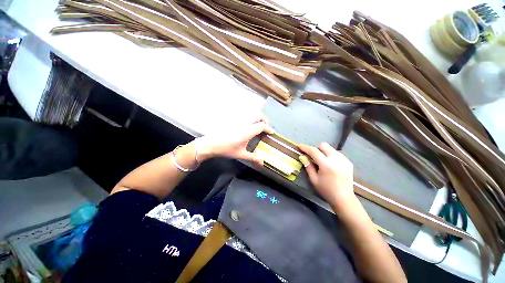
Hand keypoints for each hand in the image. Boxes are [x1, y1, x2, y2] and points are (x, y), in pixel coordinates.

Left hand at [197, 113, 273, 165]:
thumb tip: (262, 162)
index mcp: (247, 132)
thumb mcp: (241, 154)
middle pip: (258, 115)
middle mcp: (244, 124)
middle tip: (265, 127)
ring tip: (258, 125)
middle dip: (264, 119)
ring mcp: (238, 120)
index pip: (261, 126)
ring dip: (257, 117)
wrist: (211, 144)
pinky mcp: (233, 120)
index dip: (268, 128)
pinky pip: (244, 115)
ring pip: (251, 113)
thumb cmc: (226, 150)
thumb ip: (253, 157)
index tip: (271, 132)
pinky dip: (250, 117)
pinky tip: (248, 124)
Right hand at [298, 143, 356, 211]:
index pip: (314, 151)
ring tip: (322, 162)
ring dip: (323, 152)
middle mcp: (336, 159)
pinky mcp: (348, 162)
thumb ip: (308, 166)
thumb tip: (302, 156)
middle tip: (313, 157)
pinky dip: (330, 156)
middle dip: (316, 148)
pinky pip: (336, 153)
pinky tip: (330, 165)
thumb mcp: (314, 179)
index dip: (305, 147)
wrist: (344, 199)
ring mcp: (344, 160)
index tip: (299, 146)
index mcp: (326, 165)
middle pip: (323, 145)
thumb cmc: (326, 190)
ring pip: (330, 148)